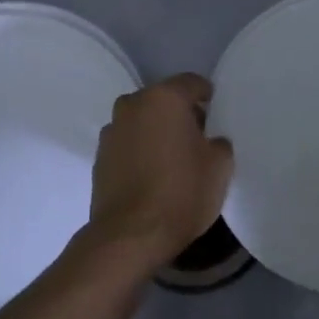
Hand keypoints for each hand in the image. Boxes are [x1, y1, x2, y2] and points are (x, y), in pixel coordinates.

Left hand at [87, 74, 234, 271]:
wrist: (131, 235)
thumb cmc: (182, 193)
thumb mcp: (219, 167)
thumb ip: (217, 143)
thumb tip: (209, 141)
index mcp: (164, 98)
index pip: (191, 83)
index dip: (207, 96)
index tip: (216, 113)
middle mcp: (132, 106)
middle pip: (162, 100)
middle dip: (180, 114)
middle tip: (197, 138)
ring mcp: (111, 131)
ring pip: (142, 122)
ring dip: (156, 132)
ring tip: (172, 159)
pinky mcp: (99, 158)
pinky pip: (127, 144)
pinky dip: (140, 151)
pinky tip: (152, 174)